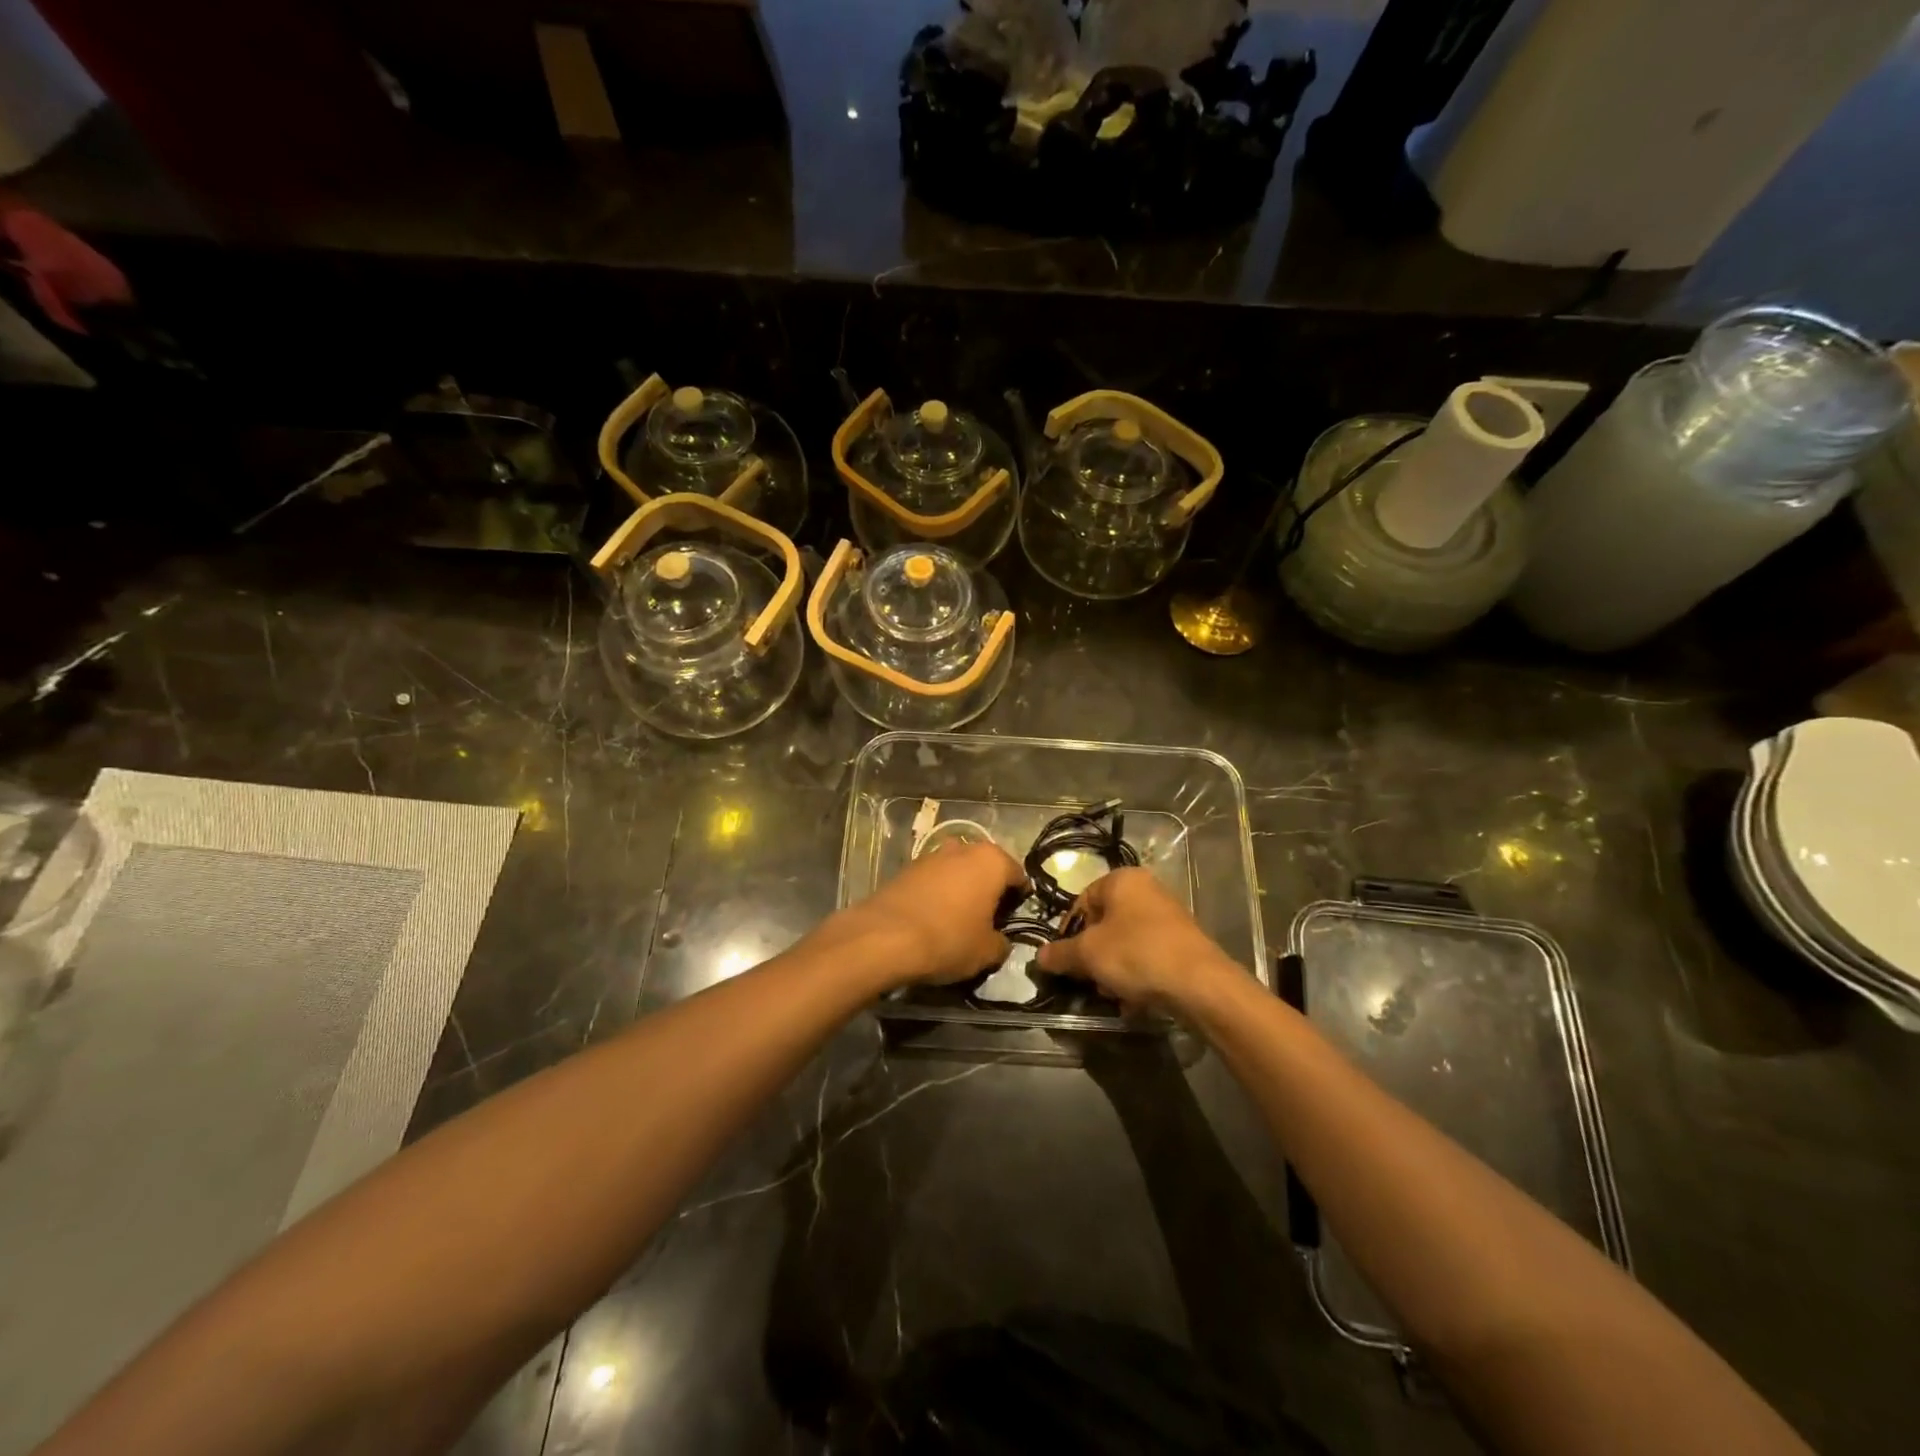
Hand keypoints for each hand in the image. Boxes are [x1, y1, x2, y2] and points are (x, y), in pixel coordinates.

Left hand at [822, 840, 1026, 988]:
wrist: (885, 937)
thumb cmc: (949, 939)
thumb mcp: (986, 952)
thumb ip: (1002, 944)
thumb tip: (1000, 942)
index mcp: (991, 860)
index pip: (1017, 874)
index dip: (1020, 896)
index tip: (1015, 916)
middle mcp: (963, 848)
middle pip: (985, 866)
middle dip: (989, 887)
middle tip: (989, 917)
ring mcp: (932, 855)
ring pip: (957, 869)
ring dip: (961, 887)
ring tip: (959, 917)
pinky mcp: (906, 867)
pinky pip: (933, 878)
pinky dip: (938, 892)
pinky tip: (933, 916)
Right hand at [1034, 868, 1232, 1013]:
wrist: (1200, 984)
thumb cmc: (1136, 954)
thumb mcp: (1088, 954)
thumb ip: (1060, 954)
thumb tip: (1039, 957)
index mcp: (1122, 879)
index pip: (1082, 901)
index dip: (1068, 931)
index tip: (1064, 959)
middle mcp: (1146, 890)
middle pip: (1104, 923)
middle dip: (1092, 955)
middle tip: (1088, 980)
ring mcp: (1167, 917)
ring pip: (1124, 943)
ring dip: (1112, 969)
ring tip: (1112, 994)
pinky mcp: (1182, 943)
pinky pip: (1147, 956)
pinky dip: (1136, 975)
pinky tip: (1133, 1000)